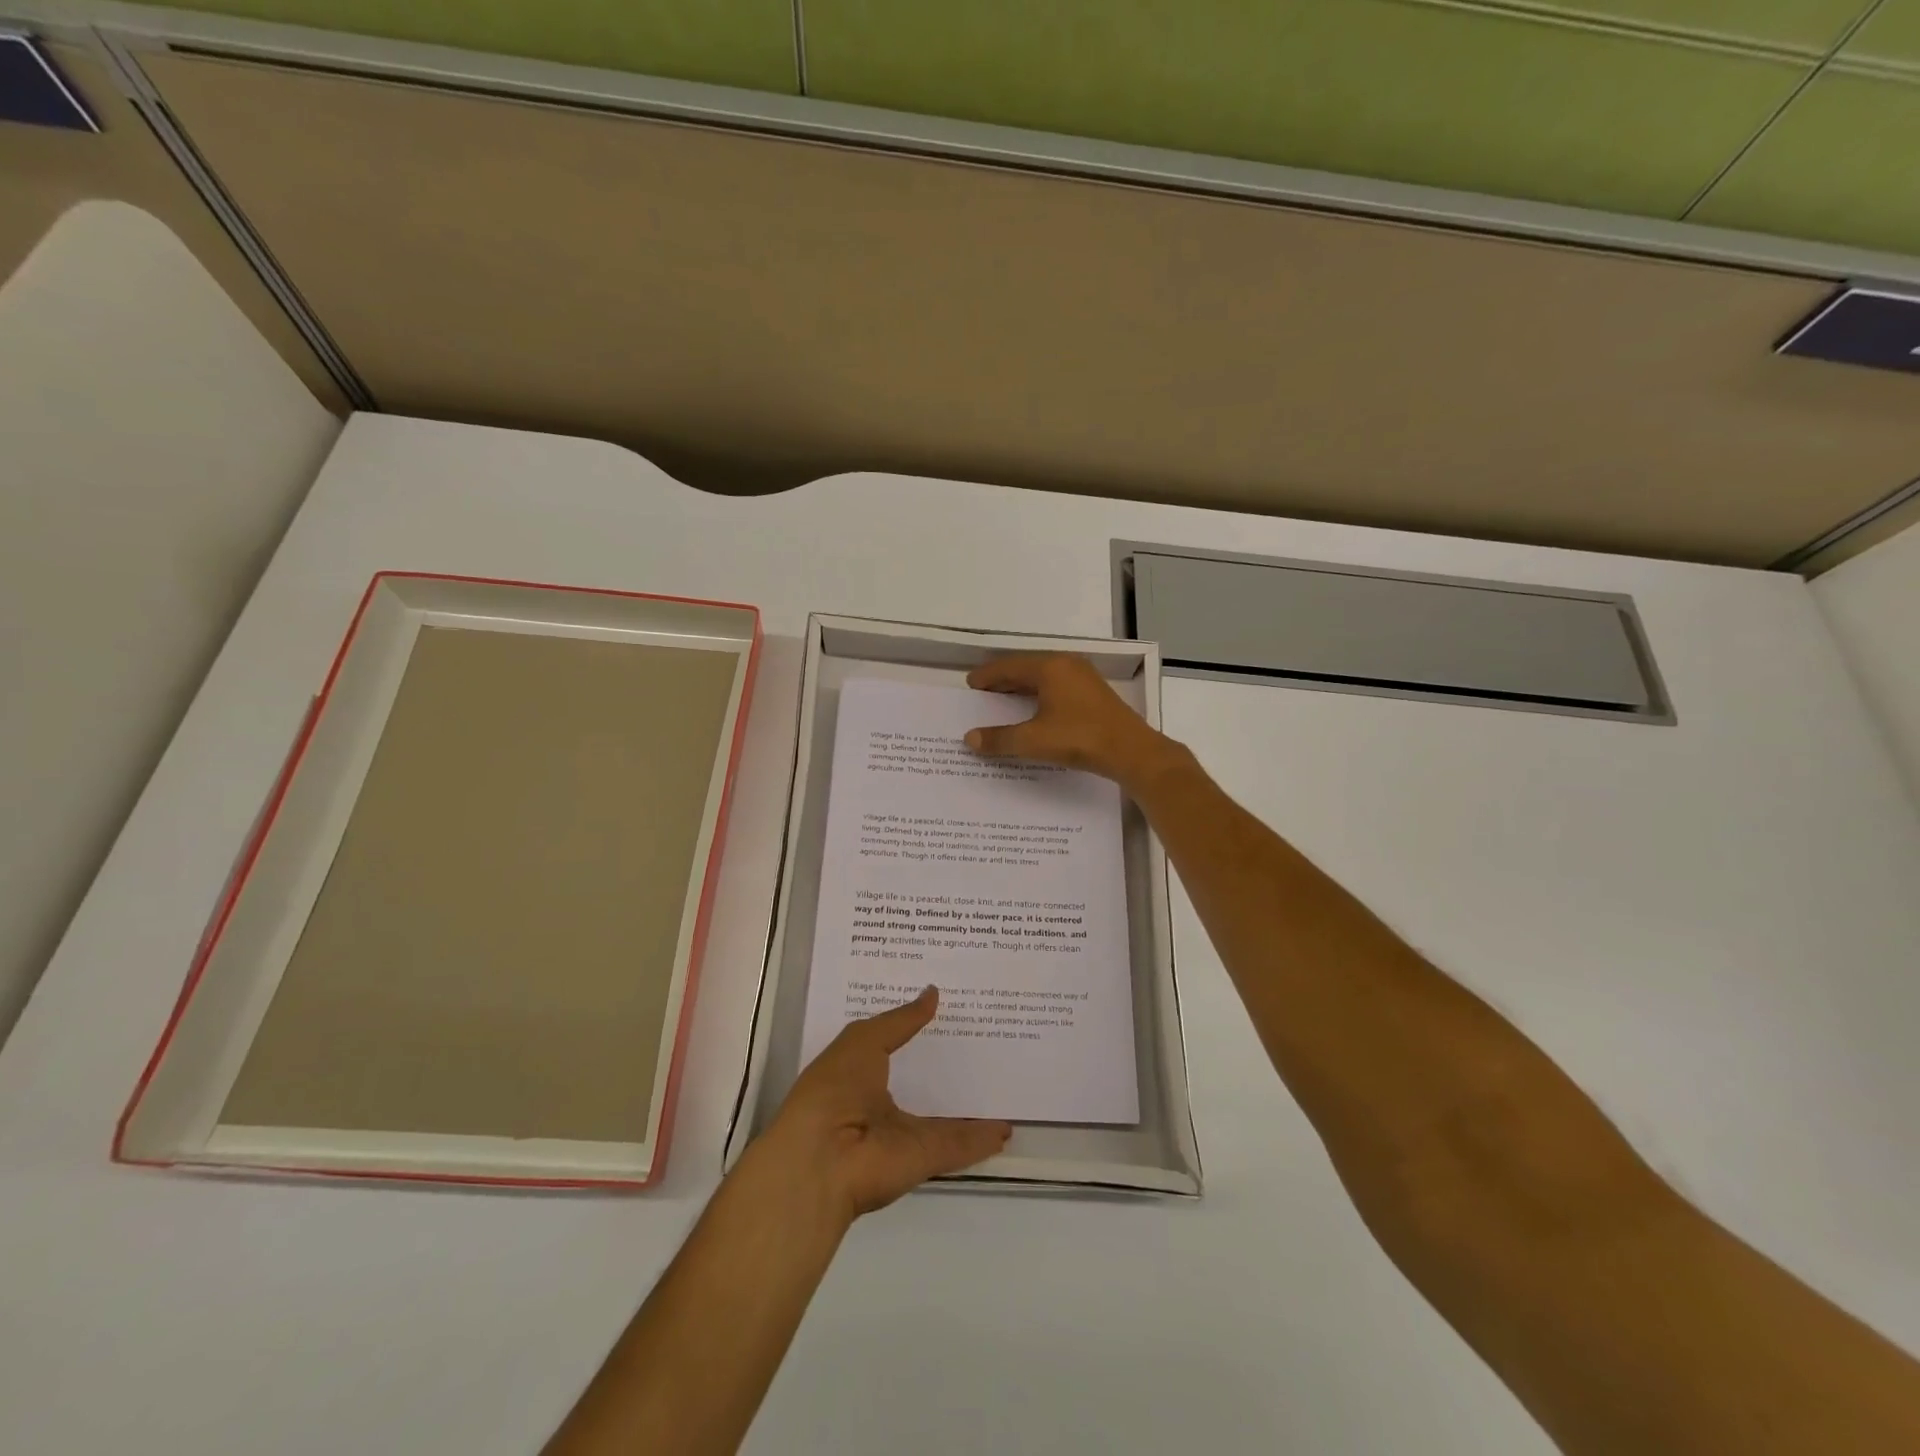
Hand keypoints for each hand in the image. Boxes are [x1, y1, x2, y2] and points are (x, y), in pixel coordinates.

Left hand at [760, 987, 1010, 1220]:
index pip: (893, 1046)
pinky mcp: (925, 1158)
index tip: (947, 1006)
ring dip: (971, 1106)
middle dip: (948, 1066)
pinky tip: (1008, 1126)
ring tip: (1003, 1082)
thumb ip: (901, 1020)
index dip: (915, 1028)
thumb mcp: (863, 1041)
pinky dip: (983, 1139)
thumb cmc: (834, 1089)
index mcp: (860, 1075)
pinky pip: (960, 1144)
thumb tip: (933, 992)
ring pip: (945, 1117)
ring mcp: (905, 1134)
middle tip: (986, 1040)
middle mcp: (882, 1105)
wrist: (822, 1160)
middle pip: (922, 1083)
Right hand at [965, 654, 1181, 790]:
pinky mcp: (1094, 694)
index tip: (971, 683)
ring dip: (1022, 688)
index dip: (988, 675)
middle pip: (1026, 669)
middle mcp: (1067, 665)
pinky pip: (1057, 687)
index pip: (1009, 666)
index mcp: (1050, 668)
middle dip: (1003, 680)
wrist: (1131, 751)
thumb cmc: (1079, 738)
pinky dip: (1039, 695)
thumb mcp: (1033, 740)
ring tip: (1003, 701)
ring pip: (1043, 678)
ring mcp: (1083, 678)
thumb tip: (970, 739)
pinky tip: (1034, 711)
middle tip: (983, 692)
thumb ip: (1000, 739)